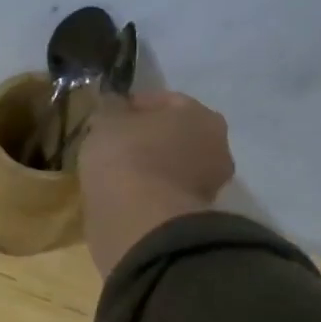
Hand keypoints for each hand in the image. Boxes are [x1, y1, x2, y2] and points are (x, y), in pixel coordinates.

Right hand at [78, 90, 233, 275]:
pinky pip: (164, 193)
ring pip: (171, 166)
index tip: (106, 116)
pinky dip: (148, 192)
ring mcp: (208, 184)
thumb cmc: (126, 158)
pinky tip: (124, 195)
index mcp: (199, 114)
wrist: (140, 221)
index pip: (163, 100)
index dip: (132, 106)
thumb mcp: (105, 122)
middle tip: (112, 145)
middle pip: (173, 135)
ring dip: (148, 167)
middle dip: (146, 138)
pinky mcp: (193, 216)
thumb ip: (109, 110)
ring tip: (115, 173)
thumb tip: (112, 105)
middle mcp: (215, 145)